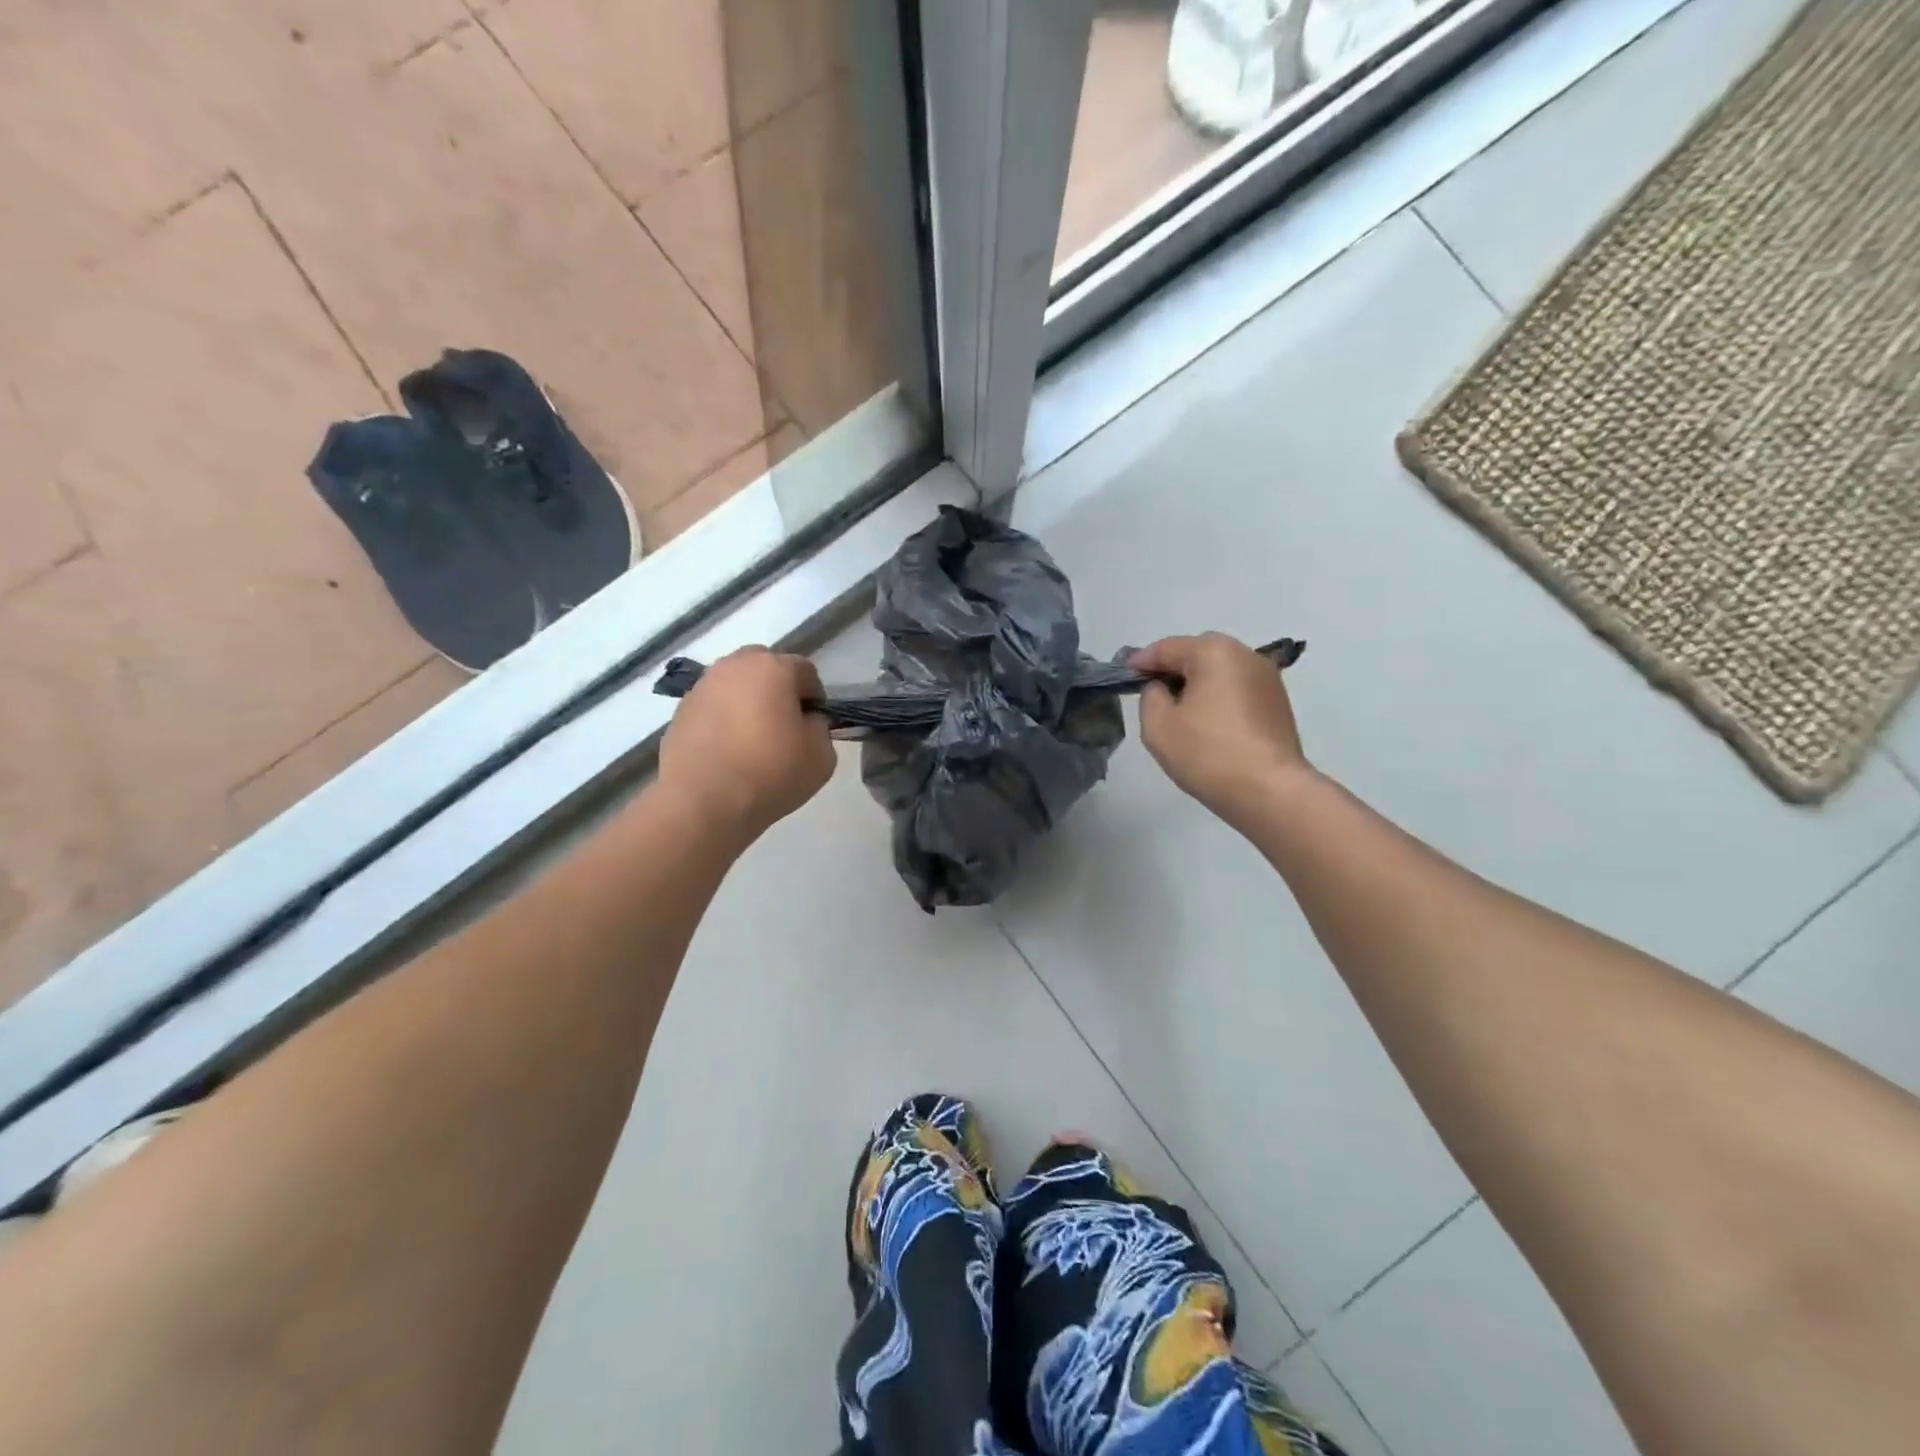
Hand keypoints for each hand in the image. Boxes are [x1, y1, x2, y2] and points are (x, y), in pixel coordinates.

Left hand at [656, 647, 835, 844]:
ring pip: (735, 685)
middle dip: (777, 690)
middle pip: (765, 667)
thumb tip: (805, 721)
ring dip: (747, 702)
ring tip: (751, 740)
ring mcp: (702, 686)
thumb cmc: (771, 773)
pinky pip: (712, 706)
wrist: (703, 802)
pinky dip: (722, 719)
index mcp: (774, 668)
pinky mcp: (680, 710)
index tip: (813, 726)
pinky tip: (727, 751)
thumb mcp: (822, 756)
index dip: (814, 698)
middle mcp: (735, 666)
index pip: (805, 671)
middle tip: (782, 726)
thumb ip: (820, 728)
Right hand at [1132, 633, 1309, 825]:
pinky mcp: (1278, 702)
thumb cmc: (1207, 753)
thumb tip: (1162, 688)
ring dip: (1197, 684)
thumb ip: (1150, 695)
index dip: (1140, 662)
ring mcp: (1267, 678)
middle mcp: (1245, 654)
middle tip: (1151, 694)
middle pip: (1197, 654)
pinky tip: (1208, 724)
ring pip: (1219, 672)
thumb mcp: (1157, 724)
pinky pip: (1237, 689)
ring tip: (1179, 712)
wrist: (1269, 791)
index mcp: (1214, 651)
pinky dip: (1218, 698)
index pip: (1166, 648)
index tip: (1124, 677)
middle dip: (1171, 670)